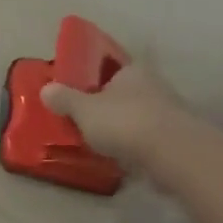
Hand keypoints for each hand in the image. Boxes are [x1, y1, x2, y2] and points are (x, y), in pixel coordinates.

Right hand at [42, 54, 192, 170]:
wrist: (171, 153)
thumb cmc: (123, 121)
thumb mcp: (83, 109)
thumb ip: (65, 99)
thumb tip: (46, 89)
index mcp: (132, 70)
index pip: (113, 66)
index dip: (96, 77)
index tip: (82, 91)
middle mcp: (154, 84)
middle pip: (126, 91)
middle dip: (109, 103)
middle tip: (87, 117)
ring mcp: (169, 111)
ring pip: (139, 114)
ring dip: (123, 125)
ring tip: (102, 140)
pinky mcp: (176, 138)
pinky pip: (148, 137)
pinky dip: (135, 144)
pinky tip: (121, 156)